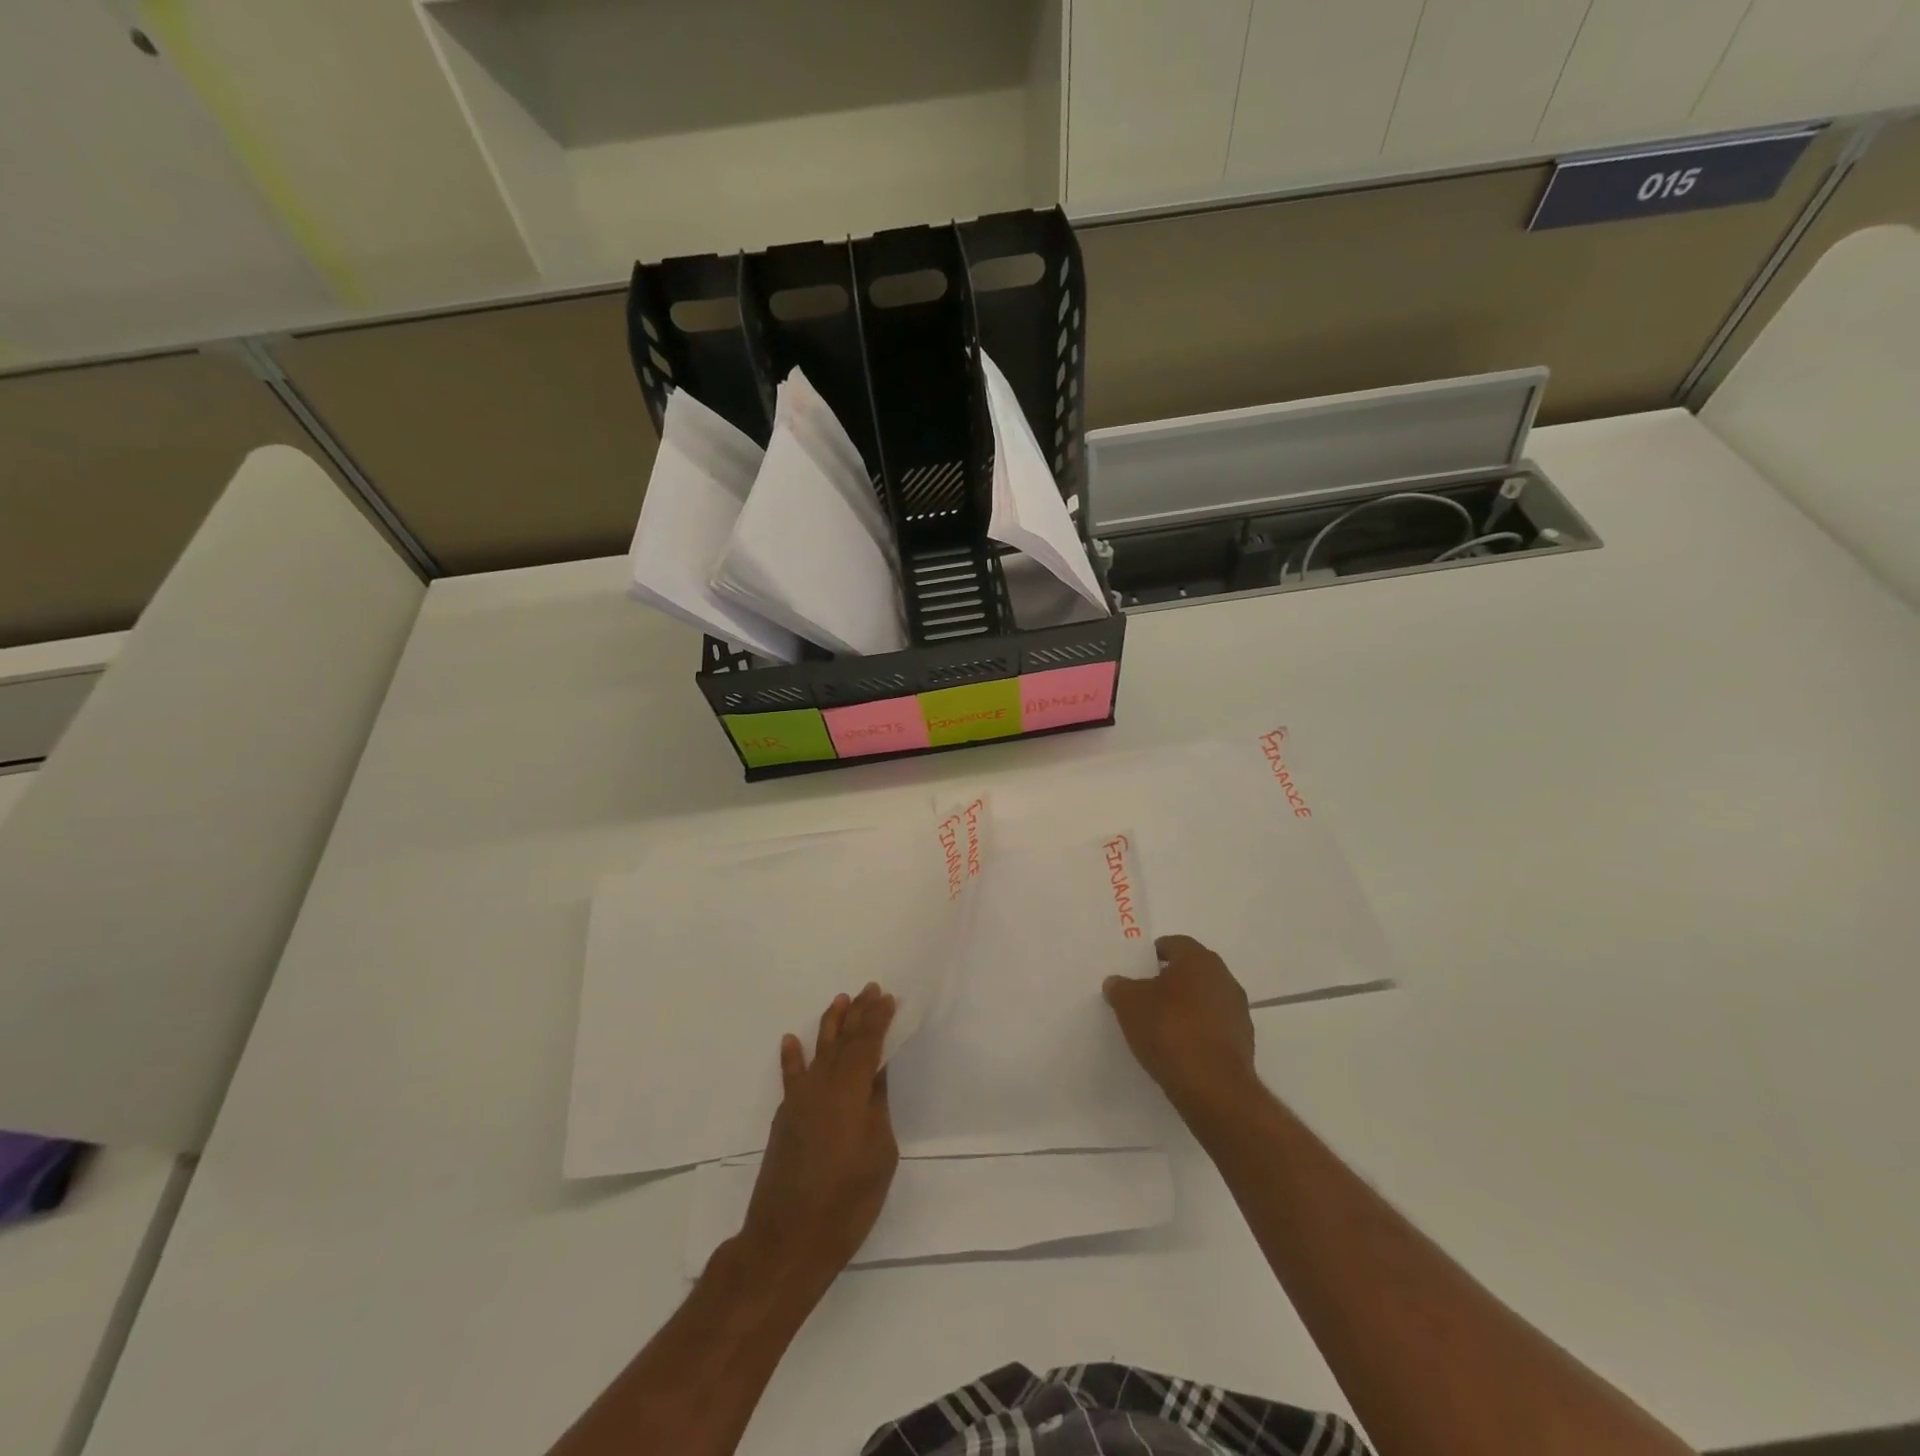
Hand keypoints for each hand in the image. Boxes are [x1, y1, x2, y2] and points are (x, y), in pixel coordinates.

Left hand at [739, 984, 898, 1296]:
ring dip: (829, 1025)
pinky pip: (791, 1077)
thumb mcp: (879, 1153)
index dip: (878, 1019)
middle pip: (843, 1041)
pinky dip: (791, 1058)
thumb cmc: (846, 1201)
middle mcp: (822, 1085)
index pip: (867, 1043)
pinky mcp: (785, 1119)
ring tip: (839, 1000)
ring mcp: (799, 1101)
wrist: (787, 1240)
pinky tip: (790, 1040)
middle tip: (869, 989)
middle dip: (857, 1014)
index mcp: (850, 1090)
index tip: (887, 997)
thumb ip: (876, 1107)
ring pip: (818, 1052)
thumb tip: (875, 1076)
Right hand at [1104, 935, 1257, 1116]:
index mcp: (1199, 960)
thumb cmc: (1169, 1030)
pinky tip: (1179, 1048)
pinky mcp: (1243, 1042)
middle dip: (1168, 981)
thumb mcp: (1129, 1004)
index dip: (1152, 955)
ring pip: (1204, 1000)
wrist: (1214, 1088)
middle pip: (1191, 971)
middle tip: (1143, 996)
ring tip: (1159, 1026)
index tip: (1136, 970)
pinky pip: (1213, 1027)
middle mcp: (1224, 978)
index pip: (1174, 944)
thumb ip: (1120, 988)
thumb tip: (1117, 983)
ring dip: (1185, 1007)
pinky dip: (1197, 1031)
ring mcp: (1238, 1011)